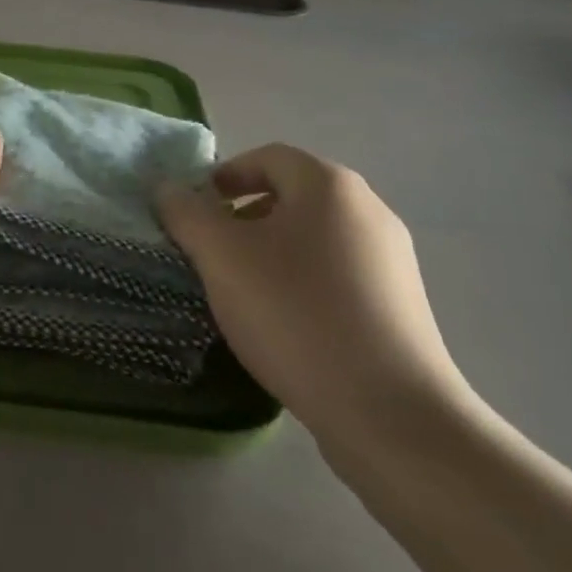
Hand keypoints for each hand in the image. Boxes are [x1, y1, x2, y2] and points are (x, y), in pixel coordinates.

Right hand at [157, 145, 474, 455]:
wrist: (391, 414)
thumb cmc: (296, 314)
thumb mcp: (222, 257)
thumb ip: (187, 214)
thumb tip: (168, 189)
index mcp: (329, 185)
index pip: (267, 157)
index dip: (224, 176)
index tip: (196, 212)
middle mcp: (369, 209)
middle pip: (293, 196)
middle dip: (245, 217)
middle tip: (214, 253)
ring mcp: (392, 260)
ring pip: (315, 238)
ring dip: (273, 252)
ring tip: (246, 293)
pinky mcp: (403, 306)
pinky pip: (340, 276)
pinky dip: (305, 284)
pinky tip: (288, 325)